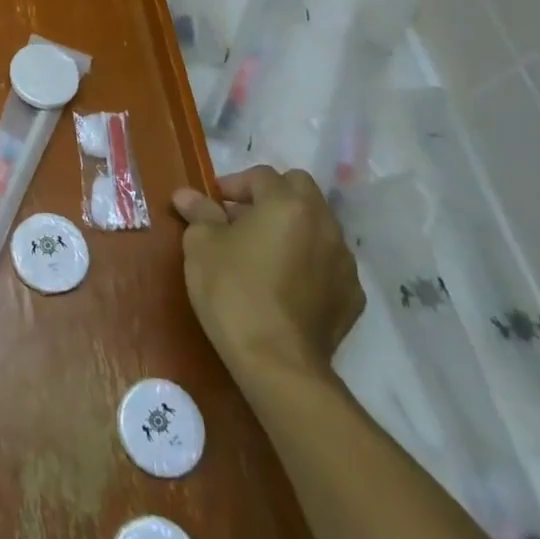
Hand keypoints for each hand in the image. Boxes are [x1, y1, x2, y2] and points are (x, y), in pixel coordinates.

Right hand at [172, 166, 363, 387]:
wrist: (277, 362)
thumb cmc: (233, 290)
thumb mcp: (201, 245)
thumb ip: (199, 213)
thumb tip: (187, 195)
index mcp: (288, 204)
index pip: (261, 176)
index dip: (233, 184)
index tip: (212, 204)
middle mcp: (324, 224)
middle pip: (299, 191)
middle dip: (270, 197)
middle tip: (240, 219)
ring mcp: (344, 263)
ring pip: (317, 227)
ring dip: (292, 229)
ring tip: (262, 252)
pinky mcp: (352, 297)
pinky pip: (327, 264)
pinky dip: (308, 262)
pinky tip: (284, 284)